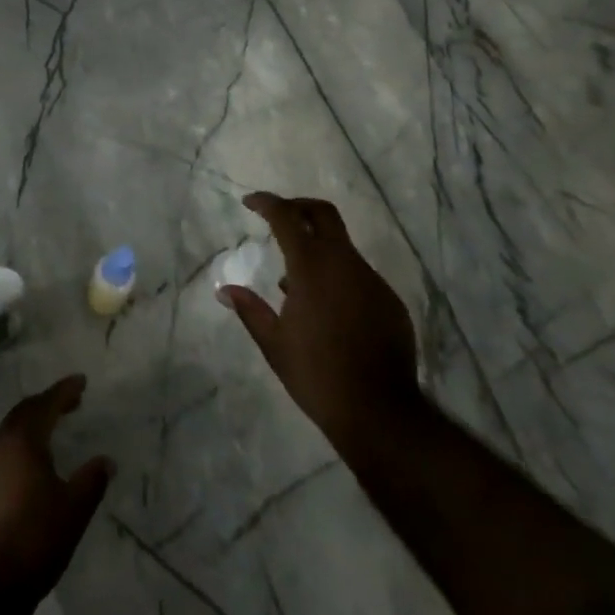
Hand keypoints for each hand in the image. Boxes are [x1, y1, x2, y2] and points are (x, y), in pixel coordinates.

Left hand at [0, 374, 113, 594]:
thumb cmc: (33, 540)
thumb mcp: (73, 510)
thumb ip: (91, 481)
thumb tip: (106, 460)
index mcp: (23, 439)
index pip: (47, 403)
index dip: (65, 390)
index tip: (82, 381)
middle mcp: (0, 443)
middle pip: (25, 411)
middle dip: (48, 402)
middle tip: (71, 402)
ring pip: (10, 429)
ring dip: (32, 422)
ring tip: (52, 428)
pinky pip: (2, 449)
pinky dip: (20, 442)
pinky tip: (30, 462)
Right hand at [221, 192, 425, 452]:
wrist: (380, 413)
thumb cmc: (317, 375)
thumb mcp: (274, 344)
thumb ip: (250, 310)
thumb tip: (224, 289)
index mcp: (312, 268)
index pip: (286, 217)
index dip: (267, 203)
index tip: (250, 202)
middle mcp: (344, 263)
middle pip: (323, 214)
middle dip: (298, 207)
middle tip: (278, 217)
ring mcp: (372, 280)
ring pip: (342, 248)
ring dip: (318, 250)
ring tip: (296, 283)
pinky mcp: (390, 301)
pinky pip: (359, 276)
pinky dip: (338, 277)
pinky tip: (327, 309)